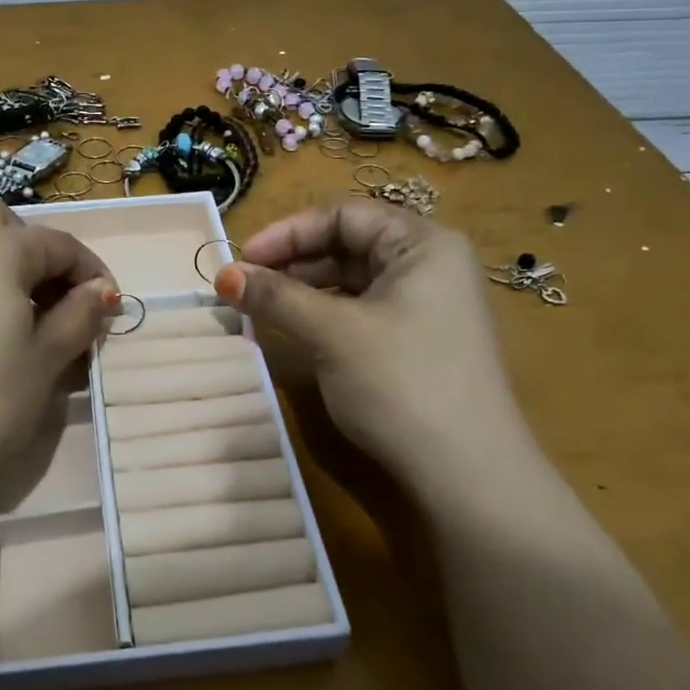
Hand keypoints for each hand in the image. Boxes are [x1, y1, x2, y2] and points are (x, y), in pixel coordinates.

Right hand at [214, 201, 522, 477]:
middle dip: (291, 261)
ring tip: (259, 307)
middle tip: (243, 285)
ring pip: (351, 279)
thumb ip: (276, 297)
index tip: (241, 259)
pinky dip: (323, 313)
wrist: (468, 474)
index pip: (343, 215)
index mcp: (422, 243)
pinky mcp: (417, 340)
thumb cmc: (402, 383)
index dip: (286, 232)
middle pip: (347, 243)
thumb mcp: (333, 332)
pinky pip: (361, 309)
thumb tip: (222, 274)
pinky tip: (294, 328)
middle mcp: (429, 264)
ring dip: (302, 289)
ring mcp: (426, 304)